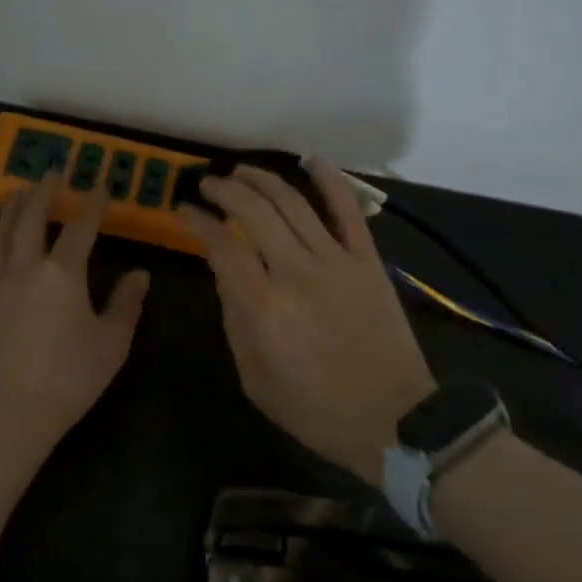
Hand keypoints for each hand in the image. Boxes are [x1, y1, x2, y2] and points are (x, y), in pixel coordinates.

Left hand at [0, 172, 150, 472]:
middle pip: (32, 221)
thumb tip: (139, 275)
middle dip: (43, 194)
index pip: (82, 228)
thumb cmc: (69, 378)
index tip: (100, 182)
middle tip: (50, 173)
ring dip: (8, 214)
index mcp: (63, 273)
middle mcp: (26, 270)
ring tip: (15, 193)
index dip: (93, 203)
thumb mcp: (112, 343)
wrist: (10, 416)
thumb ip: (126, 304)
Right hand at [179, 161, 434, 486]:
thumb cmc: (317, 410)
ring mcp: (336, 261)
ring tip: (241, 170)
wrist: (396, 421)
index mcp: (265, 307)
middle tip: (208, 184)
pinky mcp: (367, 261)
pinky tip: (310, 160)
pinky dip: (330, 181)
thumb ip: (235, 321)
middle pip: (254, 212)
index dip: (198, 221)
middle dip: (225, 190)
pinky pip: (348, 211)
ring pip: (293, 203)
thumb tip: (226, 274)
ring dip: (263, 179)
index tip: (184, 209)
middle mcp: (297, 272)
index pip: (222, 245)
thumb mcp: (256, 379)